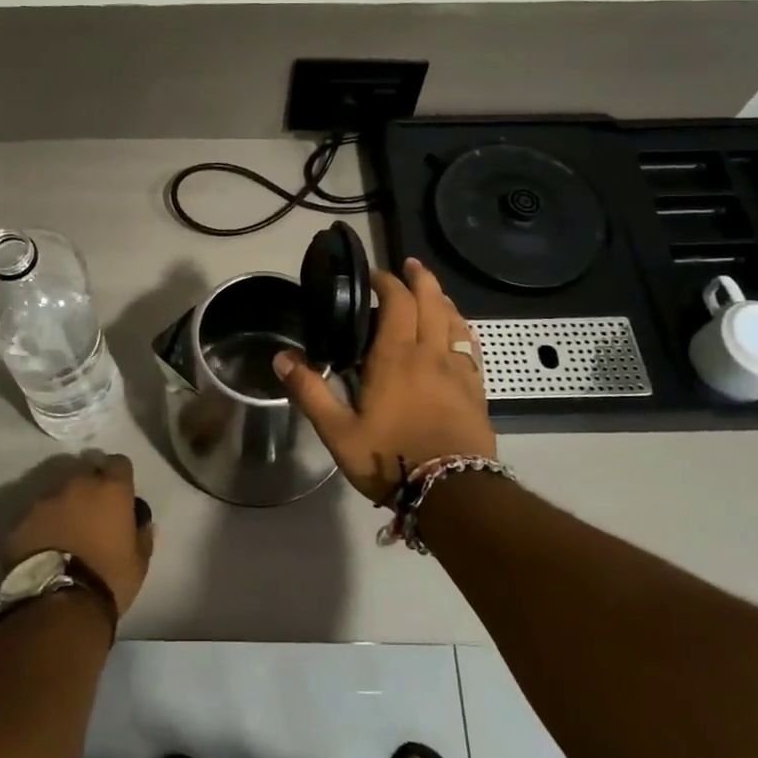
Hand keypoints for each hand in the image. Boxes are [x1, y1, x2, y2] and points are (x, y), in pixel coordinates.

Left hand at [2, 453, 153, 616]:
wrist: (58, 605)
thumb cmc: (108, 579)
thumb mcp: (139, 562)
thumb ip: (142, 534)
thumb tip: (142, 522)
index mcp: (110, 489)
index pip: (119, 463)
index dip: (119, 477)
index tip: (118, 495)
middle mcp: (76, 484)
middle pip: (84, 473)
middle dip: (88, 488)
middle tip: (90, 515)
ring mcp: (43, 499)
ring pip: (56, 492)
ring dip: (62, 506)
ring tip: (63, 533)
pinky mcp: (19, 520)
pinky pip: (33, 515)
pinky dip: (39, 525)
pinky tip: (41, 547)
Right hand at [274, 257, 497, 504]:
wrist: (453, 492)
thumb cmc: (391, 458)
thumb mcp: (338, 431)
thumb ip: (310, 391)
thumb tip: (281, 358)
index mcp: (395, 357)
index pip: (396, 302)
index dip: (386, 282)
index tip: (373, 275)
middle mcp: (429, 353)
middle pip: (430, 301)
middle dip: (419, 278)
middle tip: (408, 265)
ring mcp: (457, 370)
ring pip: (453, 320)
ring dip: (441, 298)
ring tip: (431, 290)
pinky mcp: (476, 389)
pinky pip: (471, 346)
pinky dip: (462, 328)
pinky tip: (458, 331)